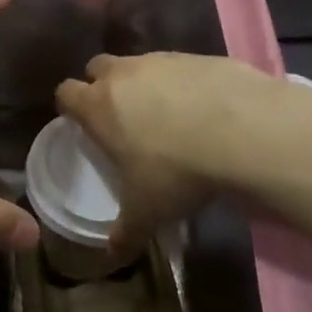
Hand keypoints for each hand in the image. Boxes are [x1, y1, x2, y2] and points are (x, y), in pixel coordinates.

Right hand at [55, 52, 300, 251]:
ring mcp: (164, 60)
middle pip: (98, 67)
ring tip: (167, 117)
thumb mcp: (147, 212)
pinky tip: (205, 111)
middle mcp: (125, 74)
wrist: (245, 130)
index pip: (66, 93)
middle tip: (120, 118)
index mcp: (99, 106)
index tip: (81, 125)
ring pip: (140, 64)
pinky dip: (184, 84)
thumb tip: (113, 255)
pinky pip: (180, 66)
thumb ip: (125, 233)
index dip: (70, 107)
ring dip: (144, 83)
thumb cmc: (177, 171)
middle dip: (102, 86)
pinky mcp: (200, 56)